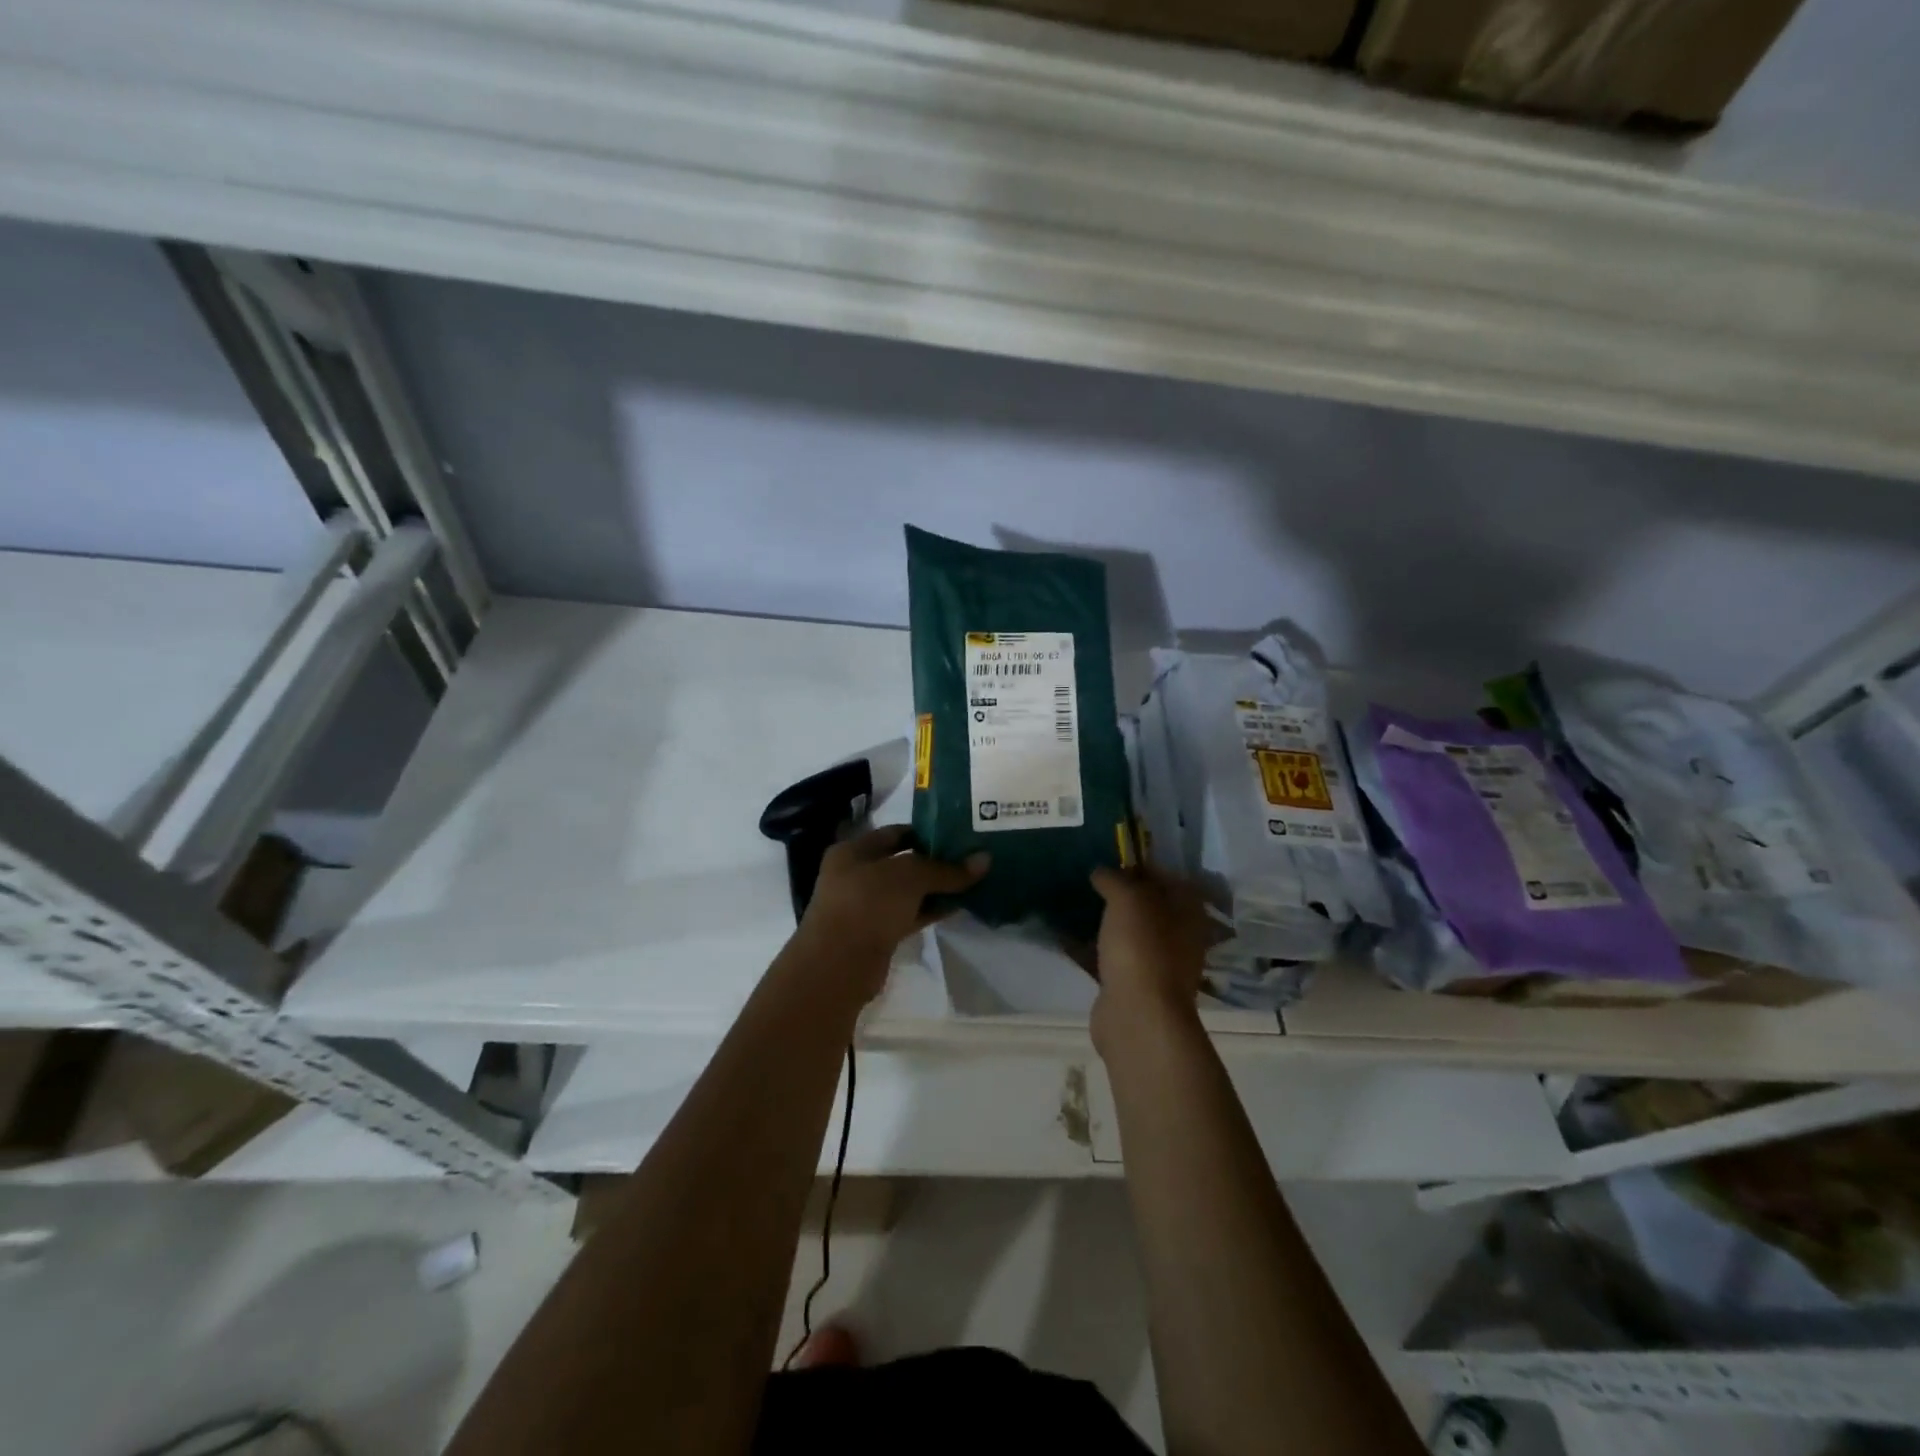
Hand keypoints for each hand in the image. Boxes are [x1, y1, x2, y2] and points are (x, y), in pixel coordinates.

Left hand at [792, 825, 987, 997]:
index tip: (958, 833)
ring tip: (972, 880)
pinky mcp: (877, 933)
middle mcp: (856, 875)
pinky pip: (909, 914)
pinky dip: (931, 910)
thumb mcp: (910, 876)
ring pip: (907, 891)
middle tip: (971, 857)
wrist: (839, 965)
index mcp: (853, 851)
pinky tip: (958, 906)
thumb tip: (985, 860)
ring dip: (936, 888)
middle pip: (902, 862)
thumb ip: (947, 869)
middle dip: (935, 861)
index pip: (895, 833)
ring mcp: (866, 906)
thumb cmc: (868, 903)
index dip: (925, 831)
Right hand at [1089, 865, 1212, 1051]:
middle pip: (1147, 906)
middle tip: (1089, 877)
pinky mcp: (1130, 985)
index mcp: (1188, 912)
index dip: (1142, 865)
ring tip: (1072, 900)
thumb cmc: (1142, 947)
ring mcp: (1154, 963)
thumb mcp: (1128, 899)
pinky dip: (1087, 947)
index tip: (1112, 856)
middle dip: (1119, 892)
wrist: (1138, 1015)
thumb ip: (1114, 879)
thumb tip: (1101, 871)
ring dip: (1103, 920)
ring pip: (1126, 932)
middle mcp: (1177, 937)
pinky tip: (1062, 933)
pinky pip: (1106, 957)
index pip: (1169, 878)